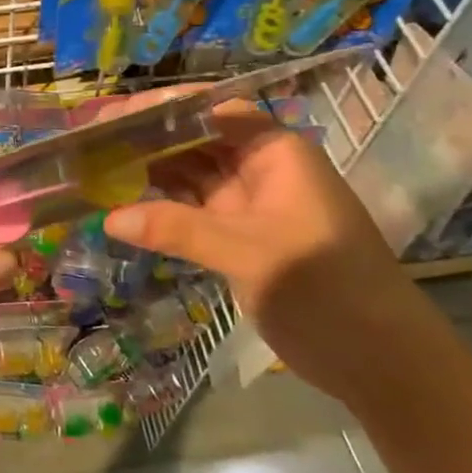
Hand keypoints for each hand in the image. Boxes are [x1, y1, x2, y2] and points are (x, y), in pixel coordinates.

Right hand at [102, 103, 432, 402]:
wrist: (383, 363)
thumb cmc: (327, 291)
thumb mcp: (250, 254)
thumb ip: (178, 230)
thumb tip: (110, 217)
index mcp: (275, 155)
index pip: (212, 112)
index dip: (163, 109)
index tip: (112, 117)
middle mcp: (260, 172)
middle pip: (194, 141)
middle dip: (146, 140)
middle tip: (89, 145)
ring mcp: (248, 208)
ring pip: (189, 177)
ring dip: (147, 174)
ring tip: (95, 170)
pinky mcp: (237, 240)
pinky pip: (190, 213)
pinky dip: (158, 210)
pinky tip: (121, 209)